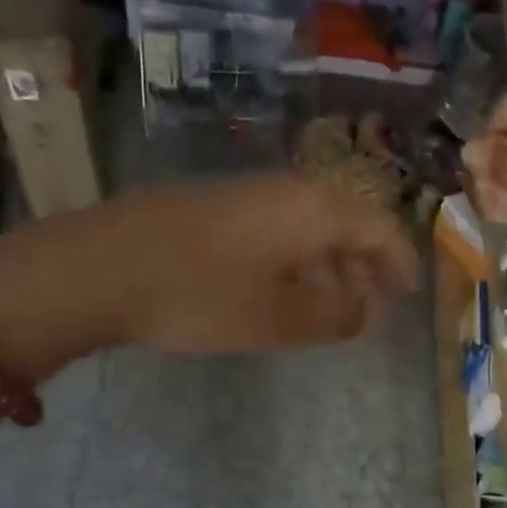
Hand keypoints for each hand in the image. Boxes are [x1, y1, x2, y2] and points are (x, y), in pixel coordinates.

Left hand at [103, 175, 417, 353]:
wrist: (99, 265)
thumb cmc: (202, 293)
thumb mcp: (280, 317)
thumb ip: (337, 314)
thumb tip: (369, 309)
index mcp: (314, 209)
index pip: (379, 227)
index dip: (400, 262)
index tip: (406, 295)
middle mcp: (287, 190)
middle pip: (345, 223)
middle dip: (363, 267)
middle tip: (367, 309)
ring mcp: (245, 194)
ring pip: (307, 226)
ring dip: (327, 266)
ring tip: (326, 307)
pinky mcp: (213, 206)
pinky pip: (274, 229)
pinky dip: (293, 260)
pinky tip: (276, 291)